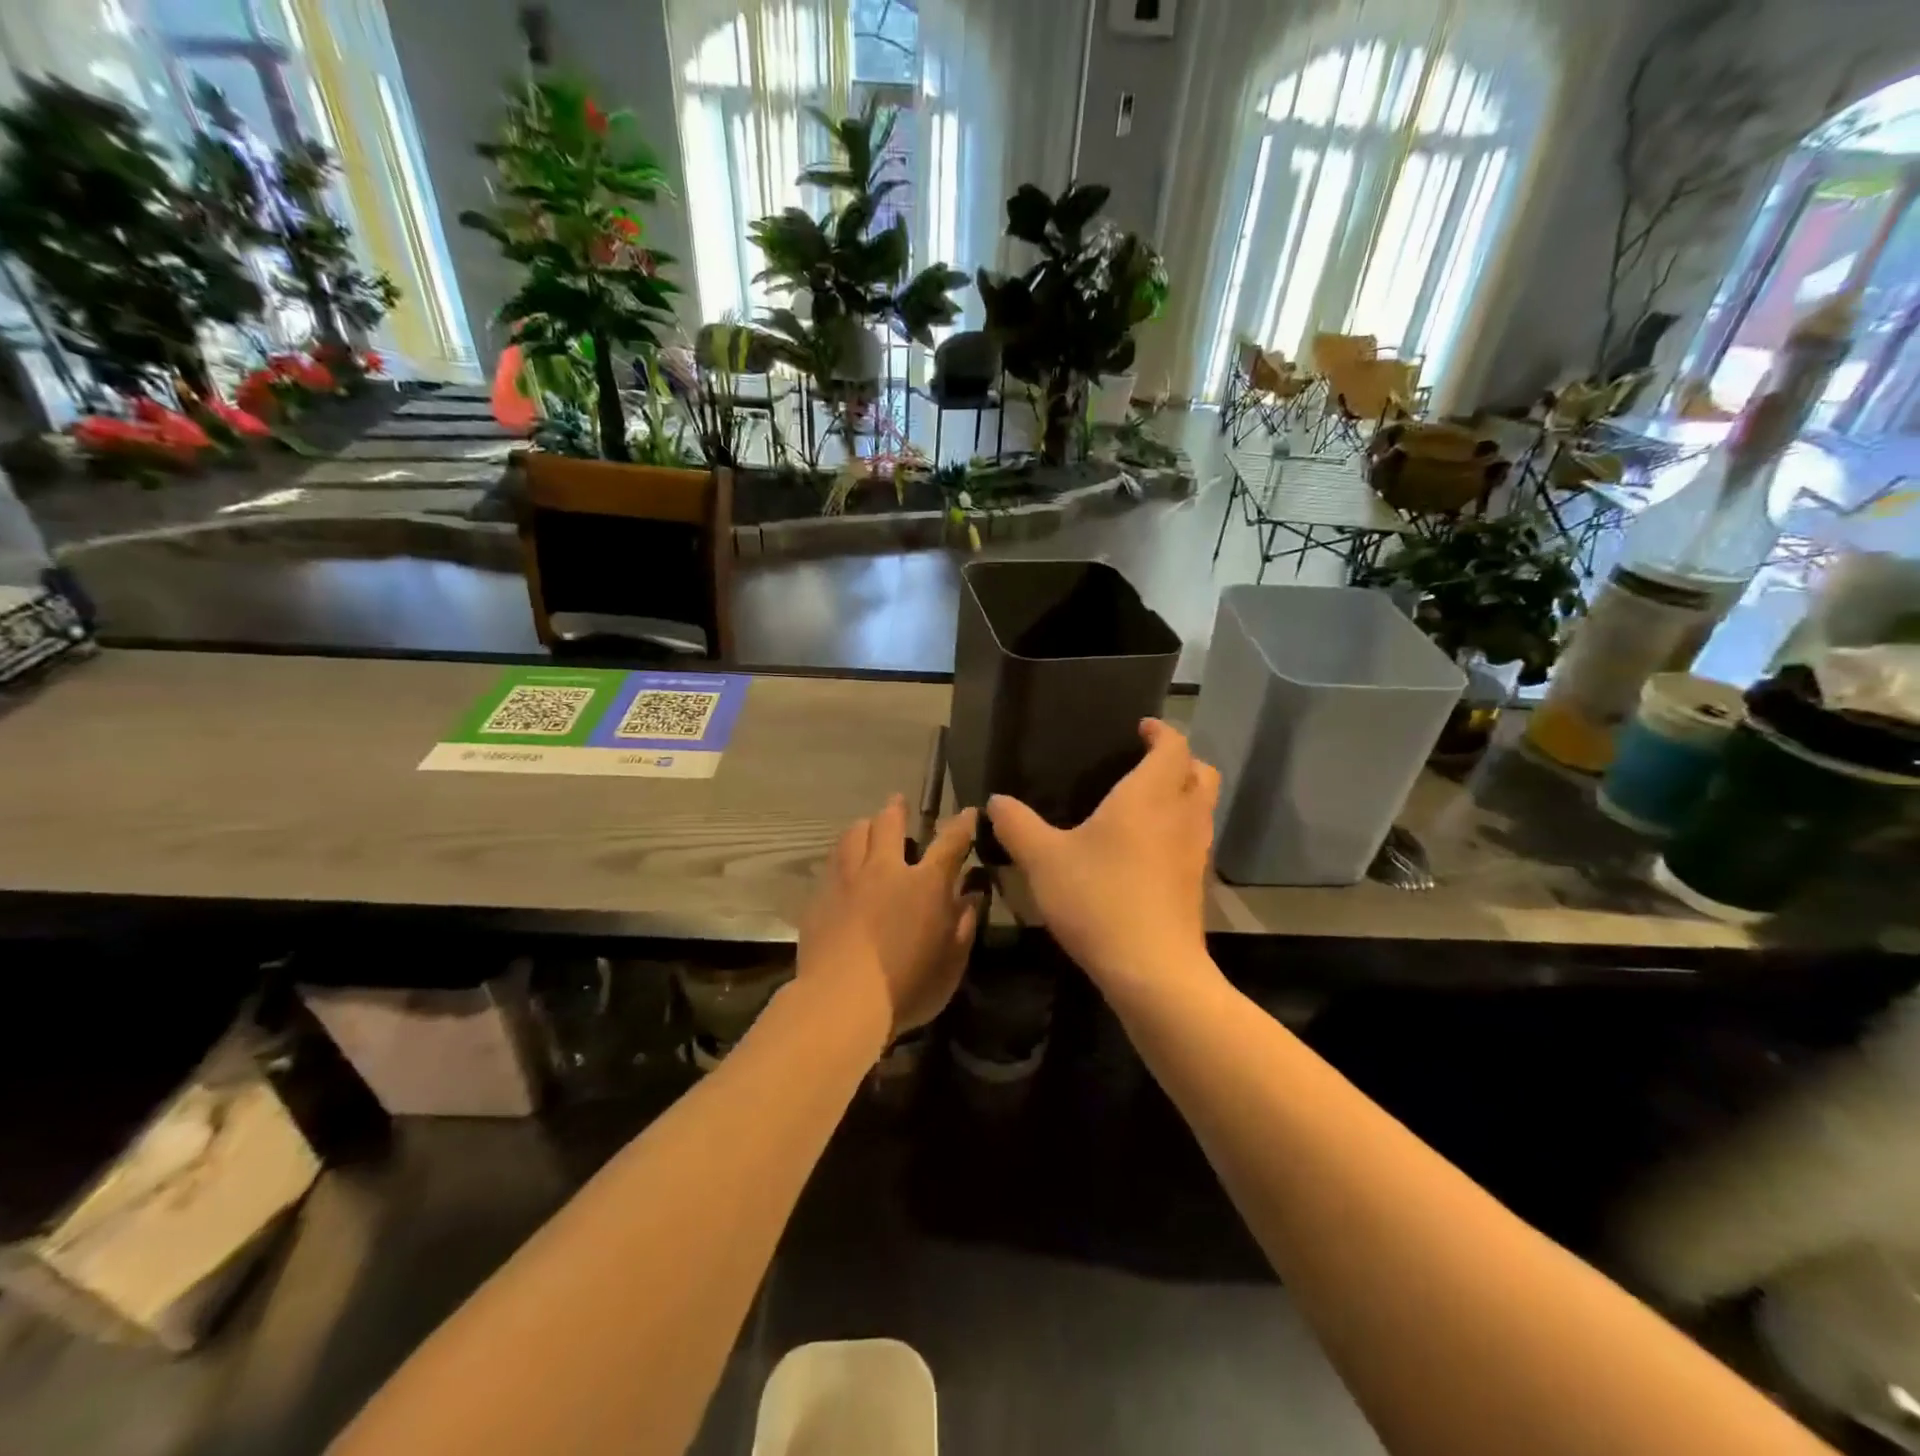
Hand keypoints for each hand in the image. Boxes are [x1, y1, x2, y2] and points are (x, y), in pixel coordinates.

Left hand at [796, 795, 980, 1041]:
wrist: (841, 1001)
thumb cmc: (907, 986)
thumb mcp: (951, 963)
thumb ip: (963, 924)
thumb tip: (970, 896)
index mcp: (925, 883)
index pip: (950, 841)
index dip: (962, 824)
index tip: (968, 812)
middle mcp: (885, 870)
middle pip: (888, 823)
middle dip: (896, 809)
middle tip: (898, 803)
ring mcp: (847, 880)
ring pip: (853, 835)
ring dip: (864, 827)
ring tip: (866, 828)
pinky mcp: (820, 897)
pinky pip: (831, 864)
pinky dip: (841, 858)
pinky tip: (842, 868)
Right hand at [987, 720, 1219, 1001]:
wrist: (1152, 969)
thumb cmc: (1099, 898)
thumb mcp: (1044, 860)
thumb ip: (1017, 825)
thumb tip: (996, 801)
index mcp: (1150, 795)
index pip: (1173, 745)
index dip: (1161, 731)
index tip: (1140, 728)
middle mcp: (1182, 815)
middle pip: (1201, 772)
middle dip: (1180, 760)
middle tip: (1145, 762)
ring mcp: (1195, 852)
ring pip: (1203, 807)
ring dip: (1183, 794)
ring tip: (1143, 803)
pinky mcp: (1196, 884)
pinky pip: (1195, 839)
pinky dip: (1179, 829)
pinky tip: (1145, 849)